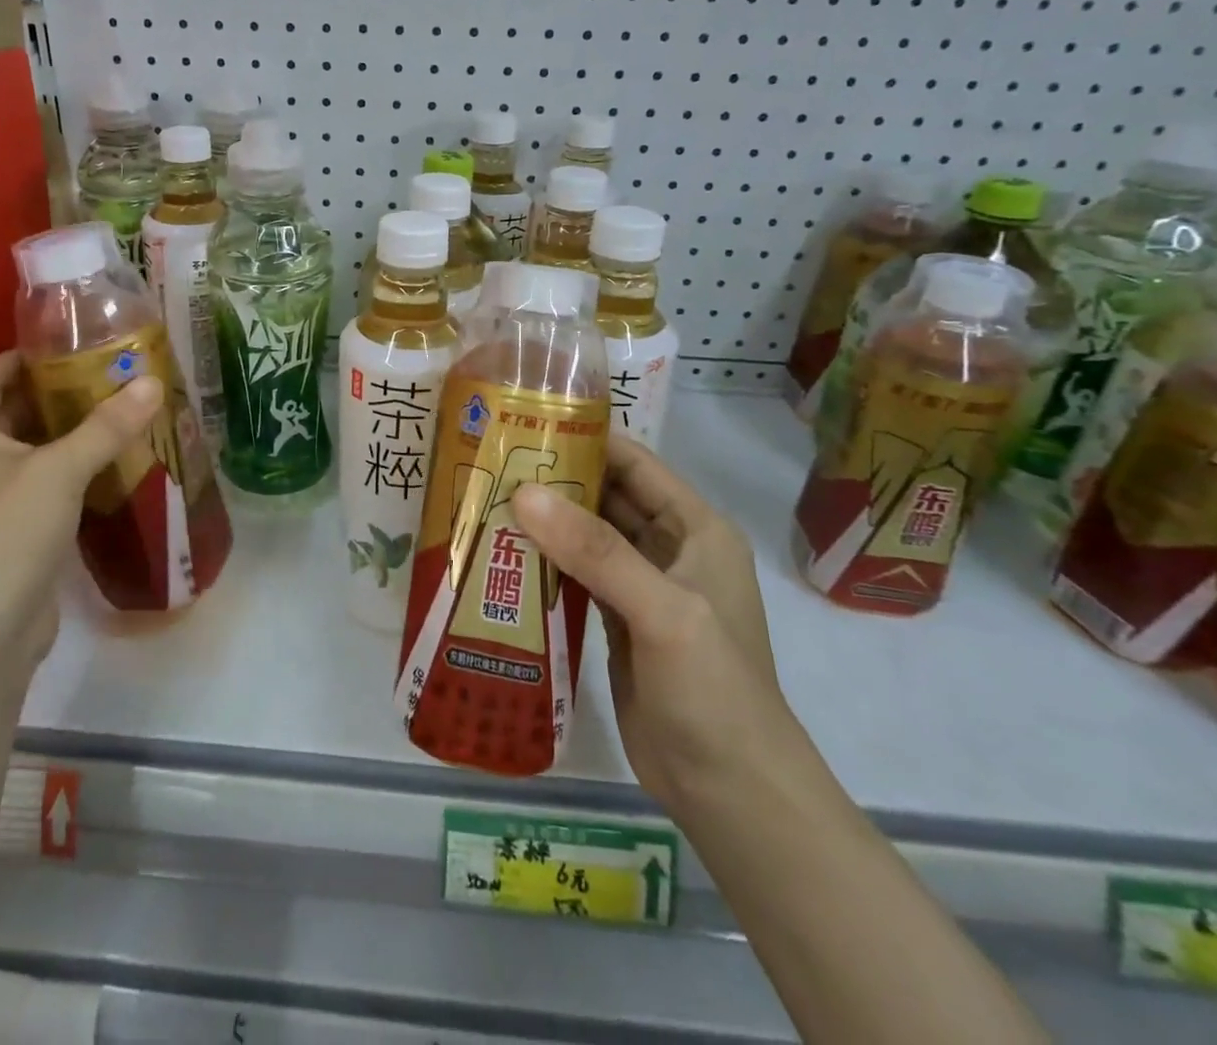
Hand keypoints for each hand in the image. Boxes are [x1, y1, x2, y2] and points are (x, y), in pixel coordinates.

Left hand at [0, 353, 162, 673]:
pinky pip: (37, 487)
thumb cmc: (7, 532)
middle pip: (8, 413)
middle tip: (107, 377)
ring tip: (115, 415)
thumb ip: (107, 426)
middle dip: (54, 394)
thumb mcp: (61, 470)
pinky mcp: (5, 534)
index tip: (70, 345)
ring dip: (64, 435)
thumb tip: (151, 382)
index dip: (23, 356)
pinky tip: (106, 468)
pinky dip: (67, 472)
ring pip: (26, 453)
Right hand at [512, 434, 789, 808]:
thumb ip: (596, 551)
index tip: (524, 424)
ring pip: (586, 535)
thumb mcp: (662, 612)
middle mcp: (669, 548)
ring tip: (485, 498)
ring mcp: (641, 586)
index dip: (585, 438)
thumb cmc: (713, 691)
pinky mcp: (616, 619)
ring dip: (545, 520)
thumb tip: (524, 493)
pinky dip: (544, 561)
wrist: (731, 792)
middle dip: (555, 478)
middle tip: (490, 462)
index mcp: (695, 528)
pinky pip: (576, 574)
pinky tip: (502, 553)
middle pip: (606, 495)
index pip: (634, 463)